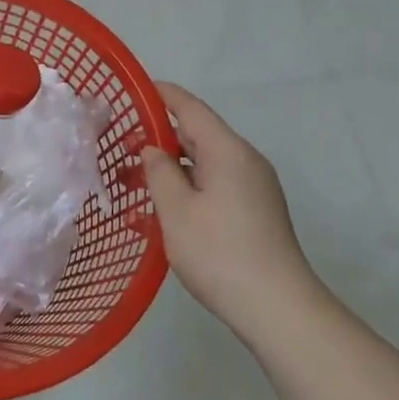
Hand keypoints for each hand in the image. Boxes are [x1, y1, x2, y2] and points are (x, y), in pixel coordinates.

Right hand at [141, 83, 322, 335]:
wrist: (278, 309)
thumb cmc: (220, 253)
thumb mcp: (176, 211)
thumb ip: (159, 172)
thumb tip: (153, 150)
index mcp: (227, 151)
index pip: (190, 108)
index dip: (161, 95)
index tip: (133, 90)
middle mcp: (245, 160)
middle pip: (198, 135)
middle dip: (159, 137)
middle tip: (120, 147)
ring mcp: (254, 187)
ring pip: (205, 163)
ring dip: (171, 168)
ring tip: (134, 182)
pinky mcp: (255, 211)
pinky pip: (215, 185)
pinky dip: (187, 187)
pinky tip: (163, 210)